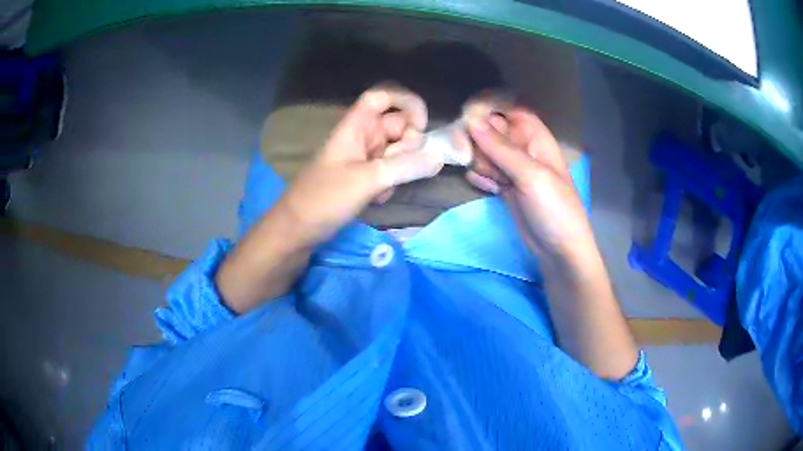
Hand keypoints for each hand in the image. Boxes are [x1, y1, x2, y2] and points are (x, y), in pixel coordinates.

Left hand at [275, 84, 442, 245]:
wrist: (298, 229)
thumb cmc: (324, 198)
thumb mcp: (367, 180)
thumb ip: (405, 167)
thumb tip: (440, 158)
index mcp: (356, 125)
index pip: (384, 96)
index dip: (407, 102)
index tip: (421, 126)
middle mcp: (363, 135)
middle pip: (399, 124)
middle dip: (408, 146)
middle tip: (398, 169)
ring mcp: (365, 156)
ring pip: (399, 150)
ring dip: (400, 168)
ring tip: (382, 188)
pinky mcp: (366, 175)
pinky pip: (392, 170)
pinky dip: (391, 182)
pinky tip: (377, 198)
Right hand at [463, 107, 595, 266]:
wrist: (558, 250)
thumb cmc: (555, 209)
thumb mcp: (531, 176)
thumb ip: (501, 148)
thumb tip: (471, 121)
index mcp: (535, 136)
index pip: (506, 108)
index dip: (487, 109)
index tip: (467, 119)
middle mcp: (521, 146)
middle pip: (488, 128)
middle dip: (477, 140)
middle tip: (476, 158)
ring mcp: (511, 166)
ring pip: (481, 150)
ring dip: (479, 163)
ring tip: (494, 182)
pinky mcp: (503, 184)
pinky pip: (482, 171)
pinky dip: (481, 179)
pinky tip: (492, 192)